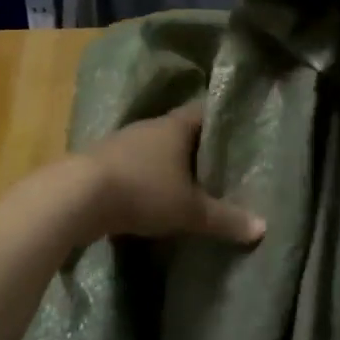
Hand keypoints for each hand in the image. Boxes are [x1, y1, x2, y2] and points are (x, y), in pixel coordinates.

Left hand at [79, 105, 265, 244]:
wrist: (76, 197)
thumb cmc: (143, 191)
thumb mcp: (189, 210)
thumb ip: (225, 219)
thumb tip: (263, 228)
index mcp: (175, 126)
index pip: (204, 112)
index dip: (222, 120)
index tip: (238, 131)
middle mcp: (149, 127)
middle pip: (179, 130)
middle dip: (197, 146)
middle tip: (220, 163)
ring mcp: (121, 143)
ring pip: (154, 148)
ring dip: (168, 163)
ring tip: (189, 182)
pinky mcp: (101, 163)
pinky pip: (133, 165)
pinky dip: (146, 177)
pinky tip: (153, 195)